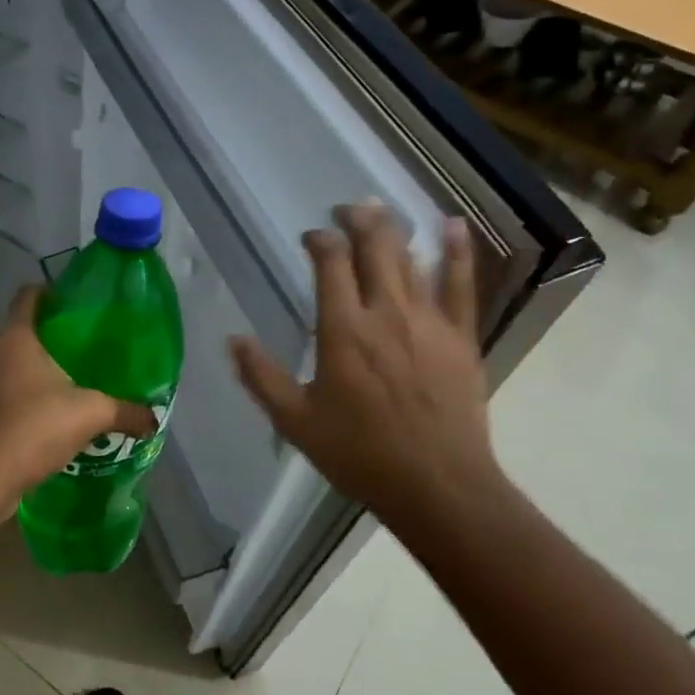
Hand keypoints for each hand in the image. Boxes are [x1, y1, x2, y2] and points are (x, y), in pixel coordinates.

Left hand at [0, 285, 155, 521]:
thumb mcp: (90, 415)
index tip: (70, 306)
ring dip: (22, 372)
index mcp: (15, 336)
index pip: (28, 296)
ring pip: (0, 364)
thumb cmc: (34, 428)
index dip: (48, 294)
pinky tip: (30, 420)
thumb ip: (125, 412)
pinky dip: (7, 400)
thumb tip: (153, 419)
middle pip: (15, 331)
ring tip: (53, 390)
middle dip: (41, 340)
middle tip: (73, 355)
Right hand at [229, 205, 502, 530]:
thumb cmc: (361, 454)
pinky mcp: (460, 336)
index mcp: (343, 330)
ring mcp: (428, 320)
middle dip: (357, 220)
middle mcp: (385, 313)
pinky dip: (458, 251)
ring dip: (393, 230)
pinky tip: (453, 224)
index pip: (330, 264)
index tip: (310, 238)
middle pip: (373, 248)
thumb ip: (262, 377)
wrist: (438, 486)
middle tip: (346, 209)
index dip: (319, 241)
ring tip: (379, 211)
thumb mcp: (296, 422)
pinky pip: (462, 284)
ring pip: (410, 259)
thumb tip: (232, 339)